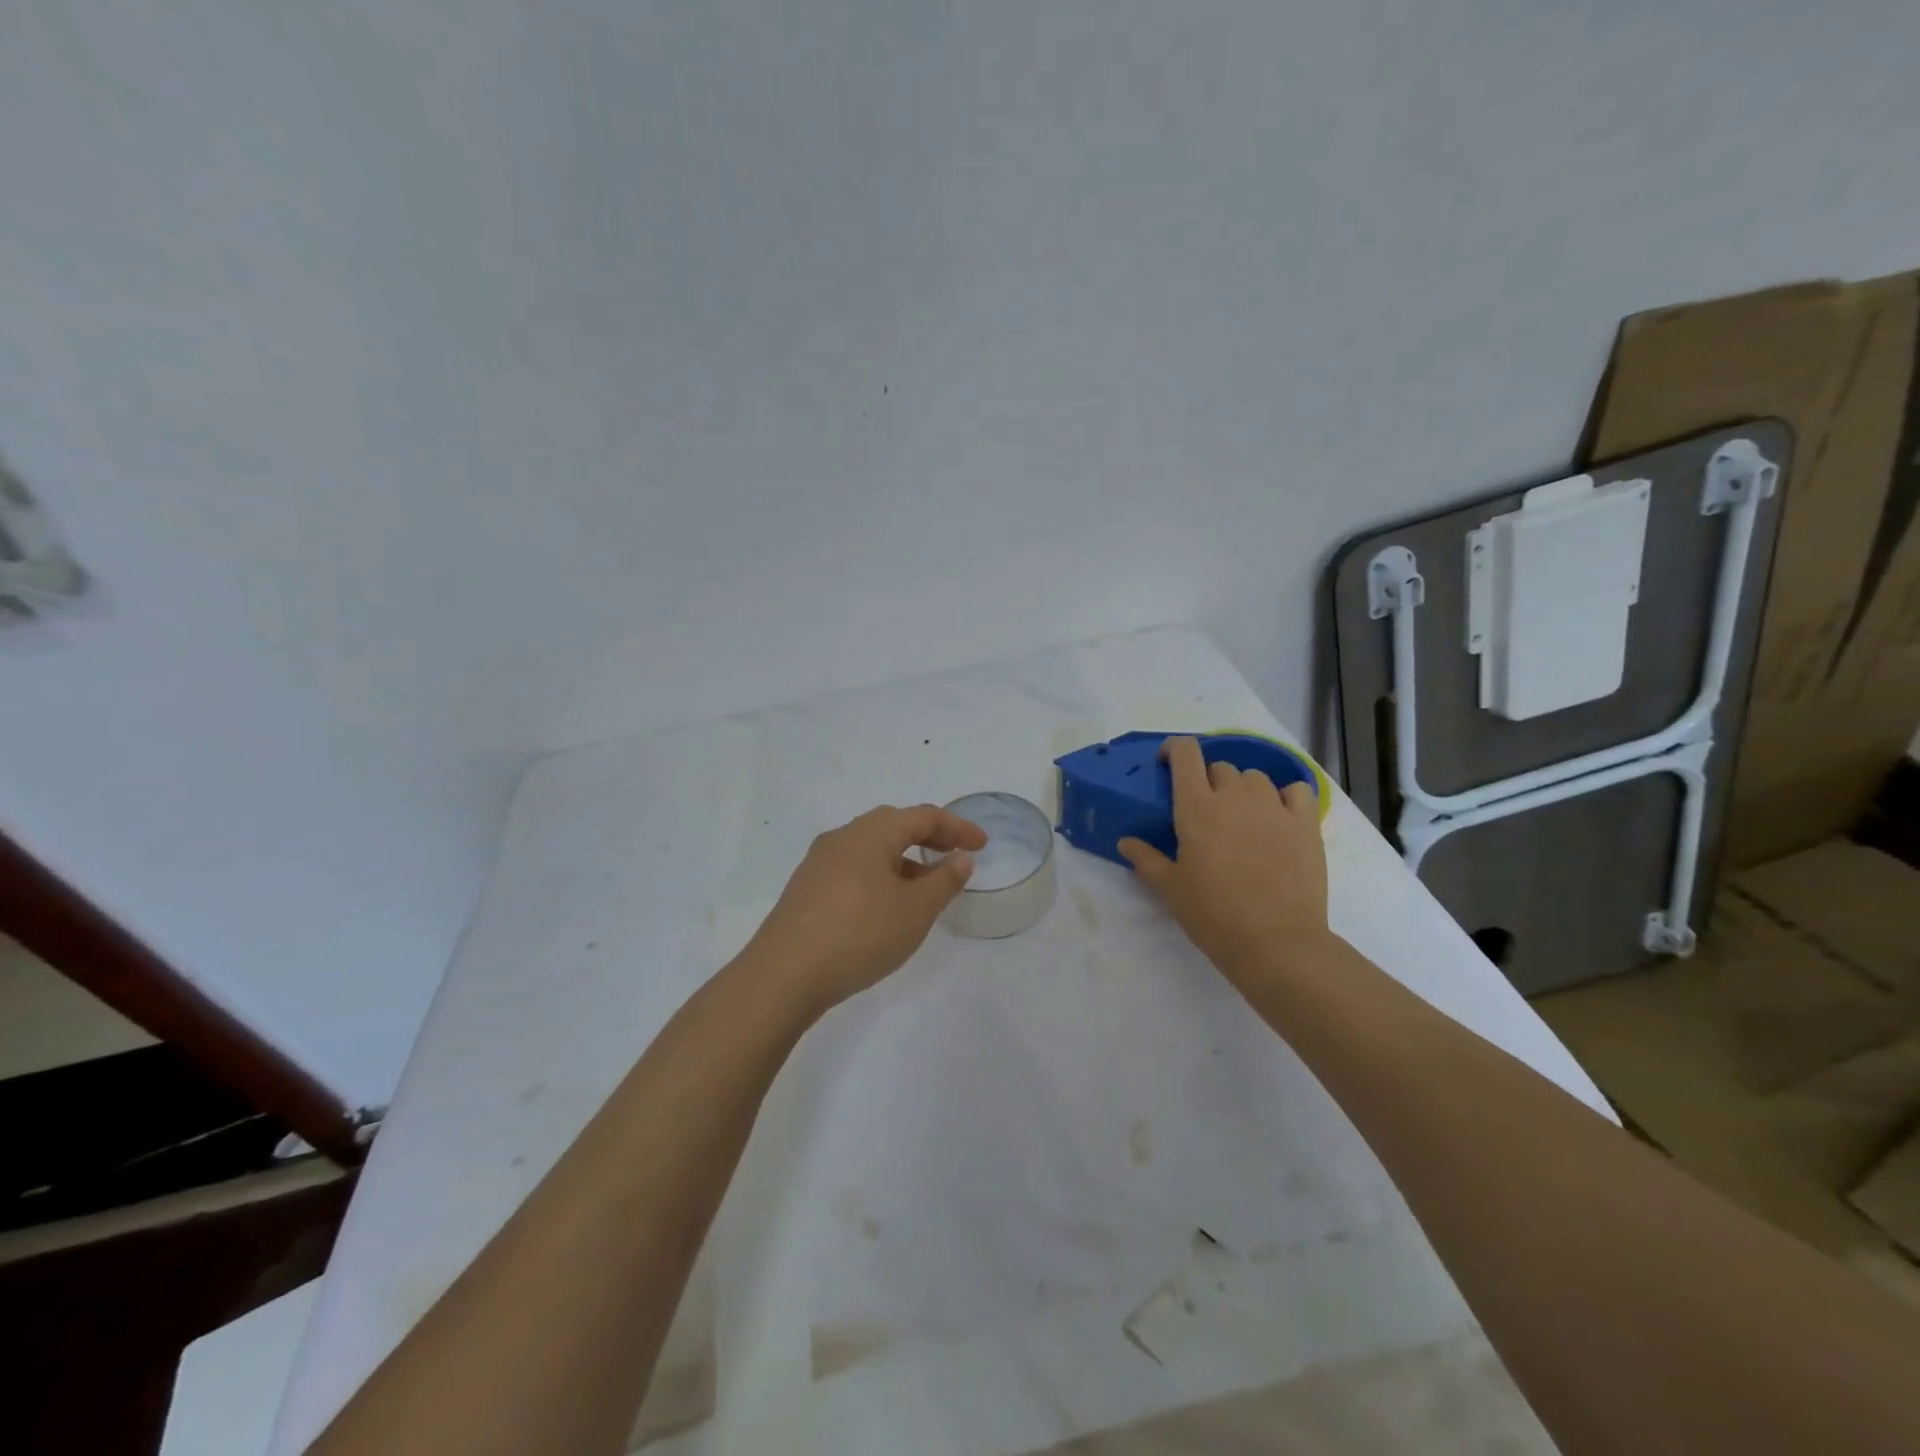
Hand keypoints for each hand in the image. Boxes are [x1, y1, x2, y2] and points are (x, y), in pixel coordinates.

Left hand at [744, 804, 986, 1010]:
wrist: (783, 975)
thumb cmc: (860, 934)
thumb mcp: (915, 910)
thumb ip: (944, 881)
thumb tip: (960, 858)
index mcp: (871, 832)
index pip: (923, 816)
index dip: (957, 827)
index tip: (983, 844)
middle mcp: (843, 837)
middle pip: (894, 825)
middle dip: (929, 837)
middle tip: (956, 855)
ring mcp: (819, 862)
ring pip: (872, 848)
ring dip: (904, 859)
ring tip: (926, 886)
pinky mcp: (807, 888)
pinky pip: (854, 868)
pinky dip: (880, 875)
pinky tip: (887, 905)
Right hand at [1117, 737, 1330, 985]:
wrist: (1277, 944)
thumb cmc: (1214, 916)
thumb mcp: (1170, 889)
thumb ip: (1146, 859)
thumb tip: (1126, 842)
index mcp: (1197, 807)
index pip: (1186, 754)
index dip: (1175, 750)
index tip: (1167, 764)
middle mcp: (1235, 796)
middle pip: (1219, 767)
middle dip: (1207, 780)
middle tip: (1203, 811)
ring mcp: (1274, 808)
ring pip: (1255, 777)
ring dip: (1242, 788)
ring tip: (1240, 817)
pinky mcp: (1305, 824)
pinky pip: (1296, 790)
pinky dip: (1284, 796)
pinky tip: (1278, 817)